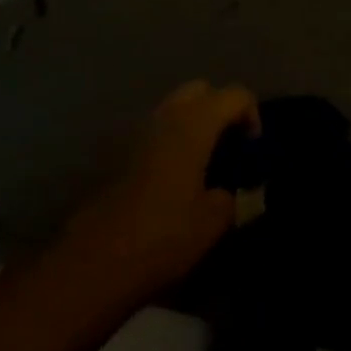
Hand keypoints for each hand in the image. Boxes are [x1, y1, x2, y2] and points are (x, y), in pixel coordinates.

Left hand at [61, 81, 259, 305]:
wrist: (96, 260)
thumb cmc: (164, 234)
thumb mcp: (213, 222)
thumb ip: (232, 198)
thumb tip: (232, 192)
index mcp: (195, 124)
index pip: (235, 95)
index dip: (252, 115)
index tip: (254, 150)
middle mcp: (167, 117)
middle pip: (201, 90)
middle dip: (221, 109)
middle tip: (231, 145)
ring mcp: (139, 133)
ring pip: (175, 108)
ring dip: (195, 124)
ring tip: (206, 163)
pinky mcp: (122, 154)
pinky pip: (158, 132)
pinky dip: (174, 141)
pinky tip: (180, 178)